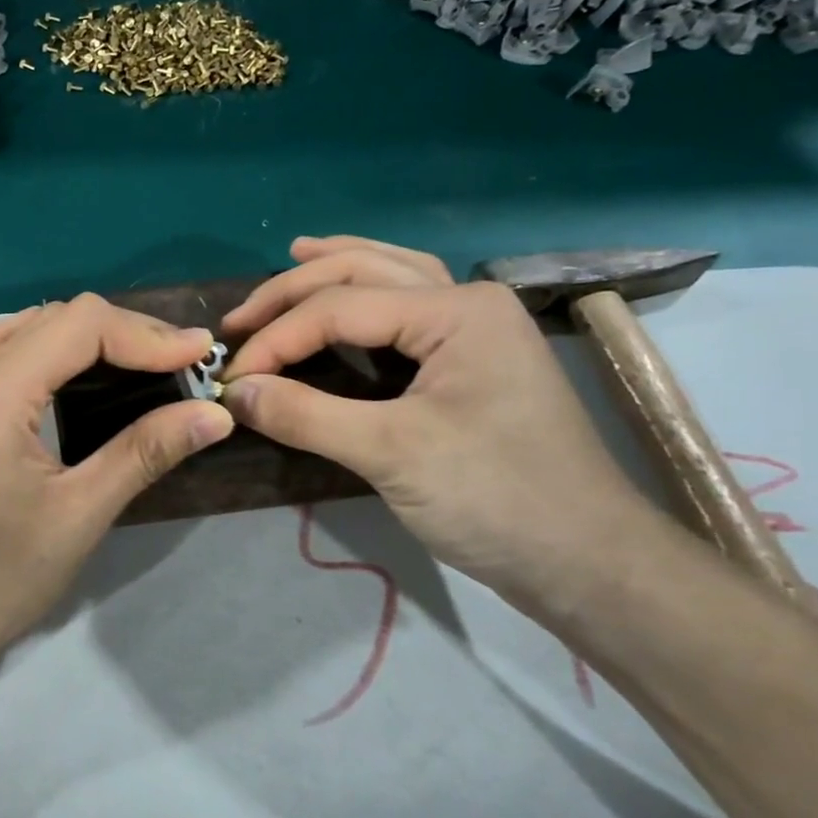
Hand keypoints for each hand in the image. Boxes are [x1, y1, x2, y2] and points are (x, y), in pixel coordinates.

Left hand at [0, 294, 233, 689]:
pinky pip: (17, 352)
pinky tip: (93, 381)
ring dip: (97, 339)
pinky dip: (64, 353)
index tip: (201, 357)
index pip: (82, 324)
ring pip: (37, 329)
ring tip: (151, 366)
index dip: (147, 333)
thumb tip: (216, 415)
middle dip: (128, 333)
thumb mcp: (81, 513)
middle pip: (60, 318)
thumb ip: (146, 452)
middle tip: (185, 365)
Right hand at [220, 236, 661, 620]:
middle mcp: (468, 302)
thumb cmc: (496, 499)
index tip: (230, 378)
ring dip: (338, 267)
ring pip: (393, 276)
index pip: (339, 309)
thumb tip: (234, 392)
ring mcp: (477, 329)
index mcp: (457, 311)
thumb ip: (306, 415)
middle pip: (364, 272)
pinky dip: (368, 295)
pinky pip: (408, 308)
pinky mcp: (473, 360)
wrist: (588, 561)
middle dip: (294, 290)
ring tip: (294, 257)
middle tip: (238, 318)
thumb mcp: (391, 454)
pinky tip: (348, 298)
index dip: (276, 340)